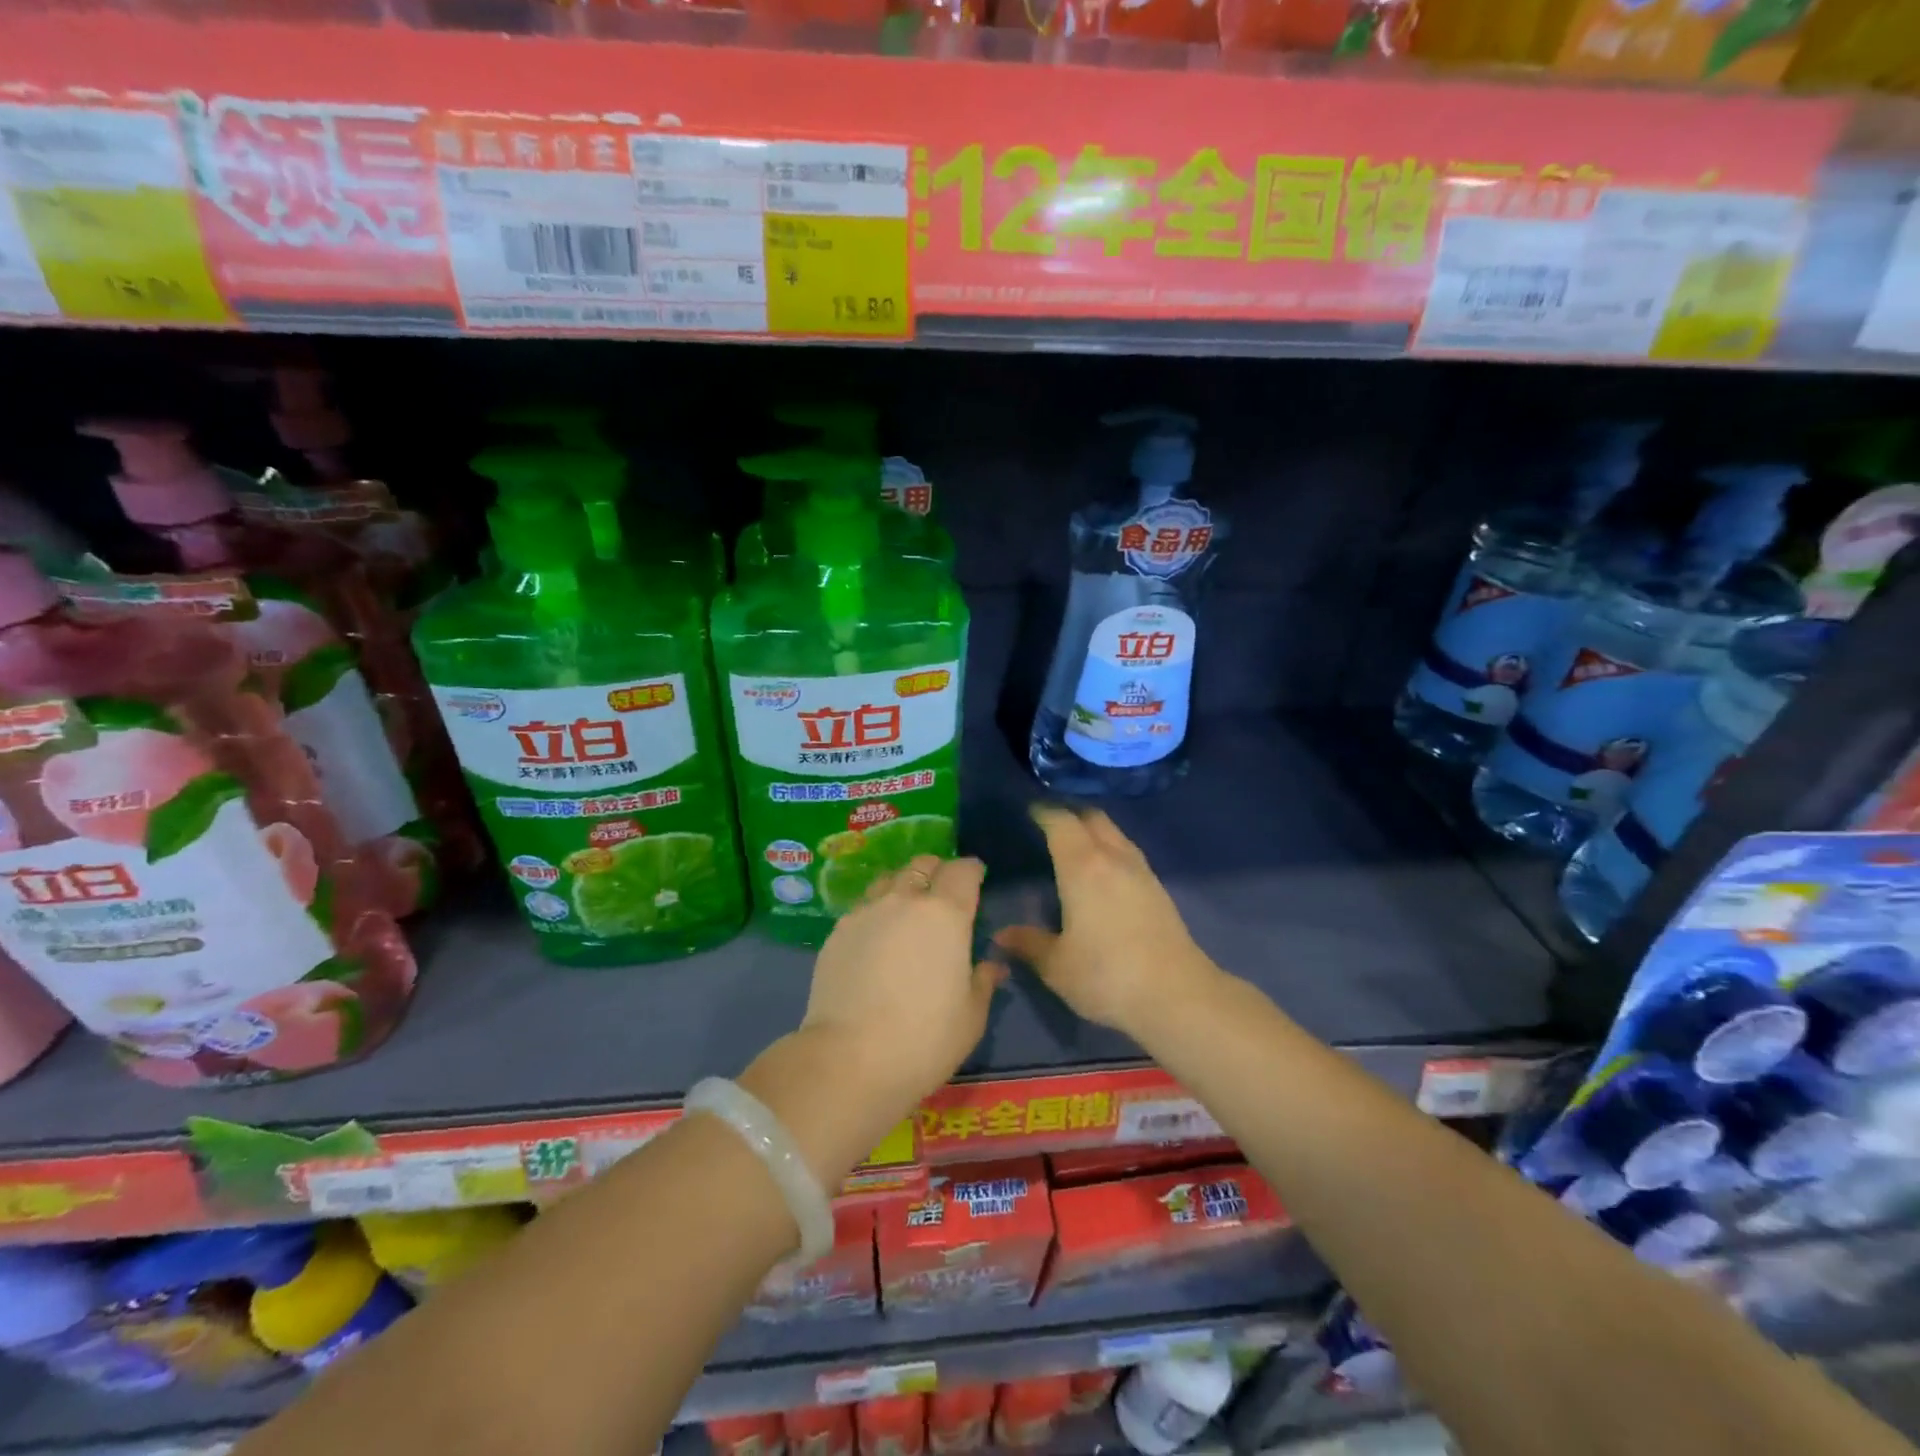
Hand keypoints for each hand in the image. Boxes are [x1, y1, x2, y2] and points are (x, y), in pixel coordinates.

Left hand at [797, 853, 1003, 1111]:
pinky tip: (876, 939)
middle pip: (923, 865)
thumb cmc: (924, 1038)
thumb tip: (992, 966)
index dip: (972, 871)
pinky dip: (876, 912)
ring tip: (906, 912)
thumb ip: (983, 982)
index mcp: (946, 914)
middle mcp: (905, 900)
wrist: (849, 1058)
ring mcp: (866, 912)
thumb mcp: (971, 1017)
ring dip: (903, 887)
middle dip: (937, 871)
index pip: (963, 870)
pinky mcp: (837, 931)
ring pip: (889, 880)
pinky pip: (863, 907)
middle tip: (943, 894)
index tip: (976, 879)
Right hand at [994, 806, 1219, 1038]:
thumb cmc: (1106, 975)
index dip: (1044, 813)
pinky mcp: (1160, 890)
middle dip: (1071, 815)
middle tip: (1051, 825)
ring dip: (1095, 832)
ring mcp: (1141, 872)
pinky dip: (1112, 851)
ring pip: (1116, 834)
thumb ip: (1029, 944)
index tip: (1030, 811)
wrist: (1177, 995)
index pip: (1061, 823)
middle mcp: (1113, 858)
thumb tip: (1002, 935)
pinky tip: (1104, 874)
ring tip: (1076, 847)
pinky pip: (1129, 854)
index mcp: (1082, 866)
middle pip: (1093, 819)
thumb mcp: (1057, 966)